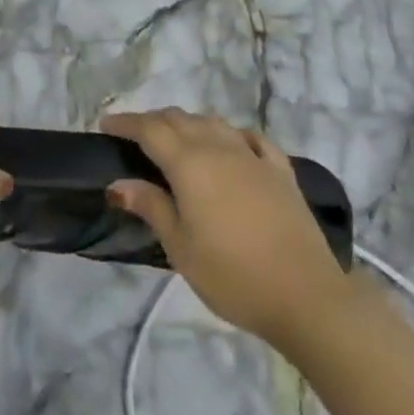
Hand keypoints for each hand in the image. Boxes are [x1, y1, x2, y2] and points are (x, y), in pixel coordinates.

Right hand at [101, 109, 352, 345]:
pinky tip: (231, 143)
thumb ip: (151, 207)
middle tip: (135, 134)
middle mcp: (218, 148)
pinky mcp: (280, 171)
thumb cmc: (233, 275)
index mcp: (189, 163)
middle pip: (180, 119)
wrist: (307, 295)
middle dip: (153, 120)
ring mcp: (252, 156)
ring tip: (176, 138)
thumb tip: (119, 182)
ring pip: (213, 123)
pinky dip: (232, 134)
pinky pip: (250, 138)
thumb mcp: (180, 248)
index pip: (150, 130)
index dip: (126, 123)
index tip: (106, 125)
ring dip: (189, 123)